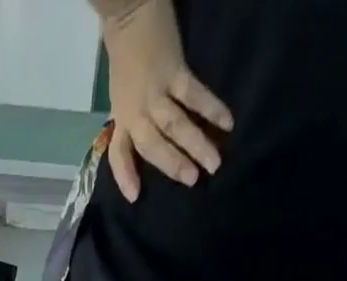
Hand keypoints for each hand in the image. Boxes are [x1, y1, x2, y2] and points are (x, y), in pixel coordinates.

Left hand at [99, 0, 231, 200]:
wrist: (129, 12)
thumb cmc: (125, 58)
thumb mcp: (120, 98)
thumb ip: (128, 124)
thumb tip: (139, 143)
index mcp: (122, 118)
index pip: (119, 154)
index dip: (125, 175)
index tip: (135, 197)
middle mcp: (137, 112)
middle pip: (154, 146)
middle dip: (173, 165)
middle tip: (194, 181)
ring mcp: (156, 92)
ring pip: (176, 125)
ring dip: (196, 145)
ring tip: (214, 163)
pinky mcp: (175, 71)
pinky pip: (195, 95)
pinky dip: (211, 108)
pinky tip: (227, 122)